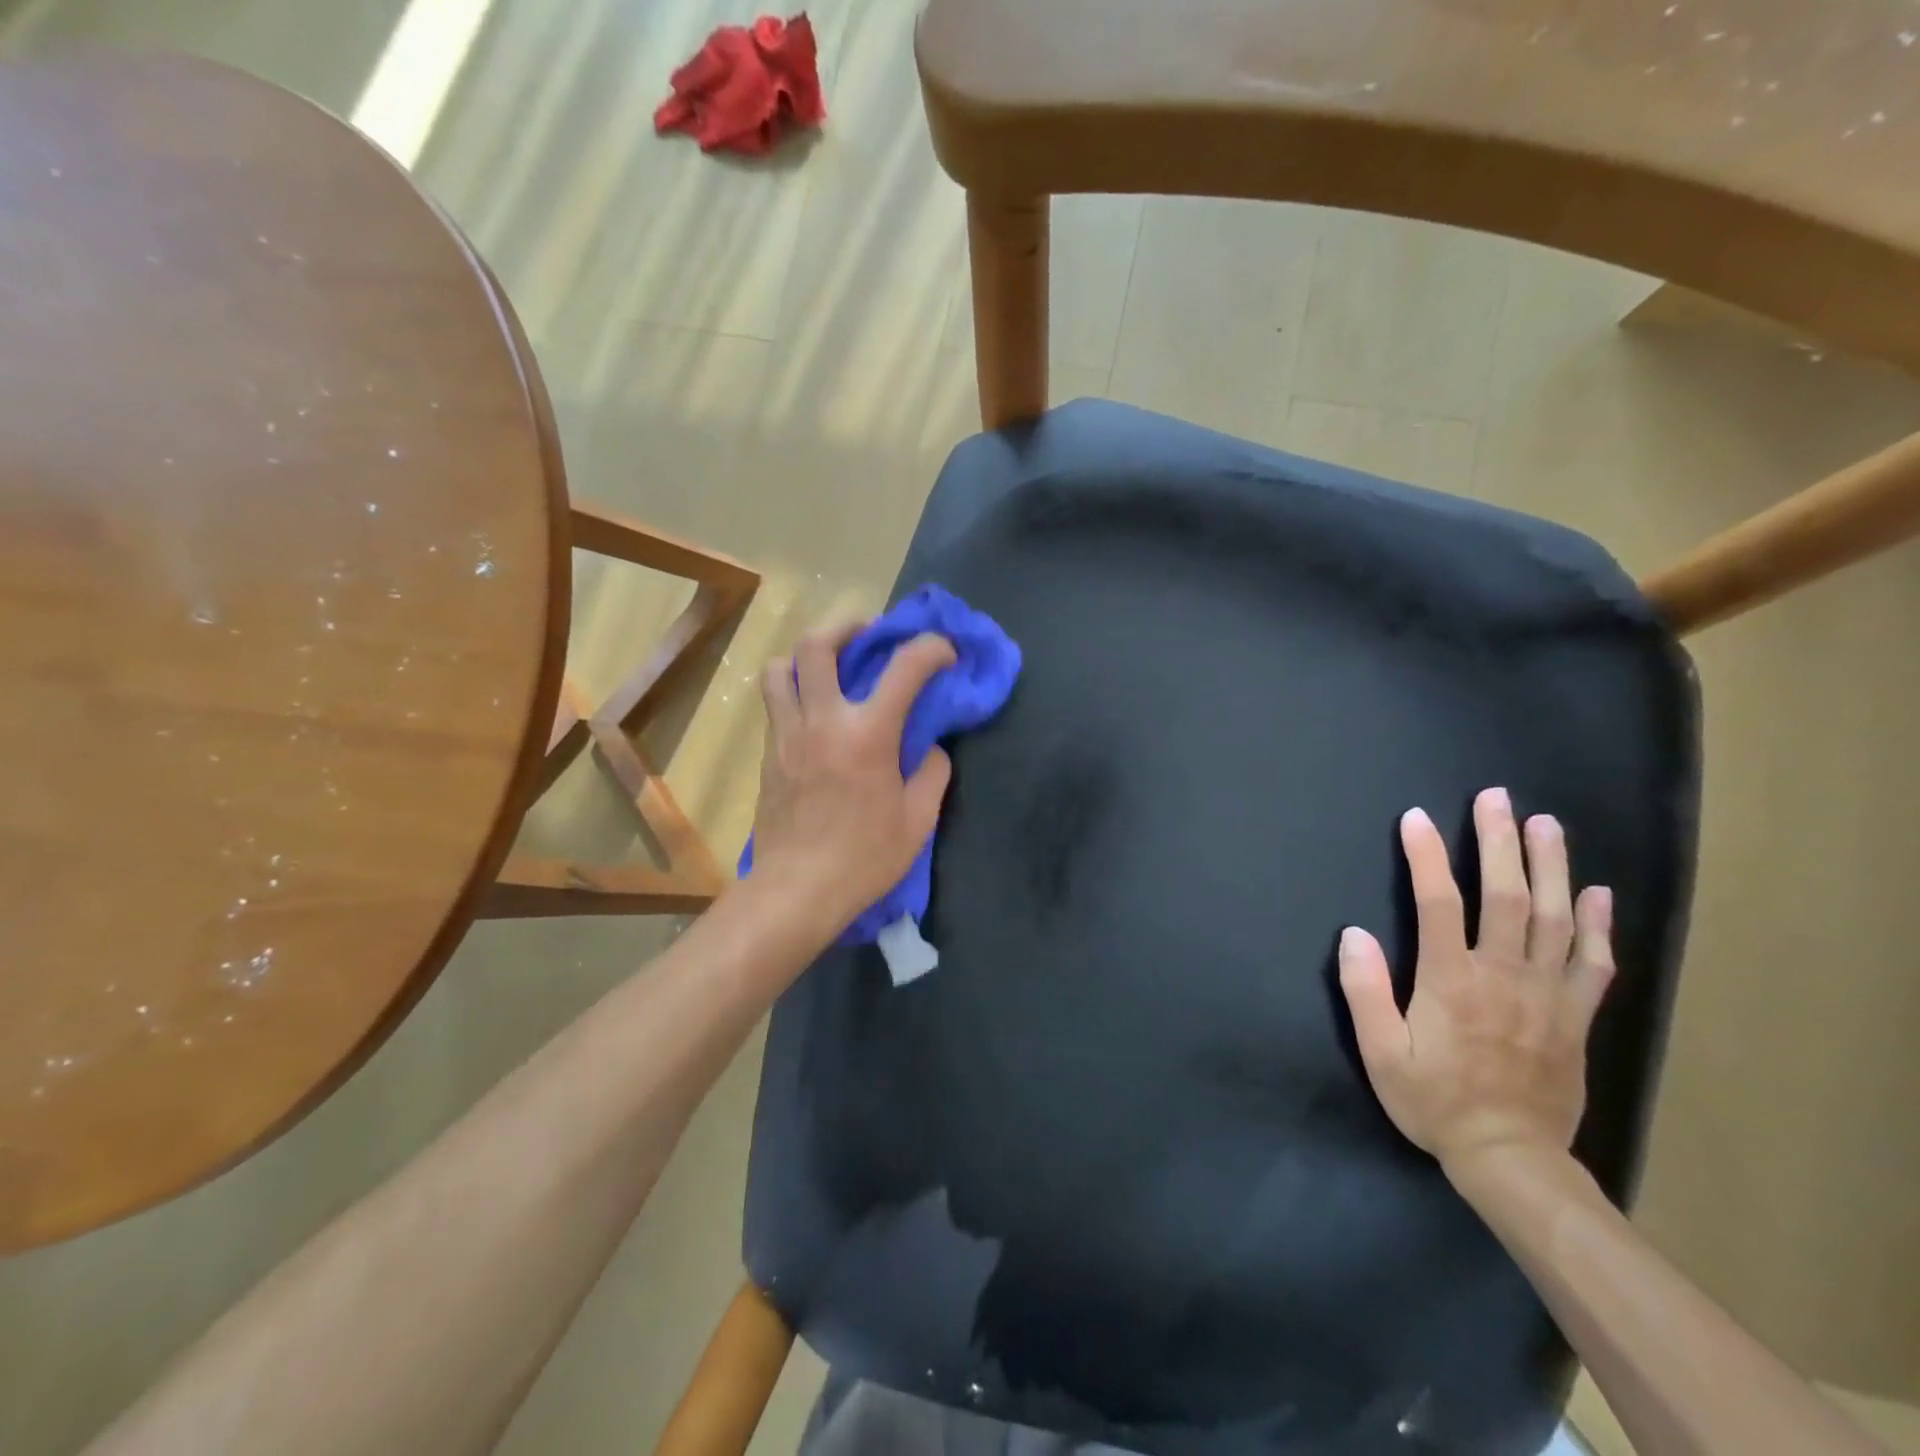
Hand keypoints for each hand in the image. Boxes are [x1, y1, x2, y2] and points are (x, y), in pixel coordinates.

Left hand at [747, 623, 956, 932]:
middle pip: (817, 645)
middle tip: (867, 634)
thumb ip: (933, 773)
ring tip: (828, 666)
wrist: (797, 890)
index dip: (931, 648)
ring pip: (779, 669)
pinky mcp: (768, 755)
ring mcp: (787, 735)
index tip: (944, 653)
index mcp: (867, 734)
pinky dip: (794, 692)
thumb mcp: (918, 820)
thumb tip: (932, 749)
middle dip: (846, 626)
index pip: (905, 667)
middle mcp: (822, 720)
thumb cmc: (865, 858)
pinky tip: (815, 713)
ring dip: (805, 655)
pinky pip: (775, 704)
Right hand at [1337, 788, 1614, 1179]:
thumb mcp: (1381, 1053)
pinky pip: (1594, 963)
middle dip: (1499, 843)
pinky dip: (1599, 925)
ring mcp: (1547, 994)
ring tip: (1546, 824)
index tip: (1416, 818)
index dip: (1426, 857)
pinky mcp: (1575, 1016)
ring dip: (1551, 867)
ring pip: (1556, 918)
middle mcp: (1503, 975)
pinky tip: (1598, 892)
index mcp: (1452, 981)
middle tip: (1496, 799)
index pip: (1438, 904)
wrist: (1511, 1158)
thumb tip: (1353, 933)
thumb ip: (1366, 991)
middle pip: (1507, 897)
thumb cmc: (1434, 1101)